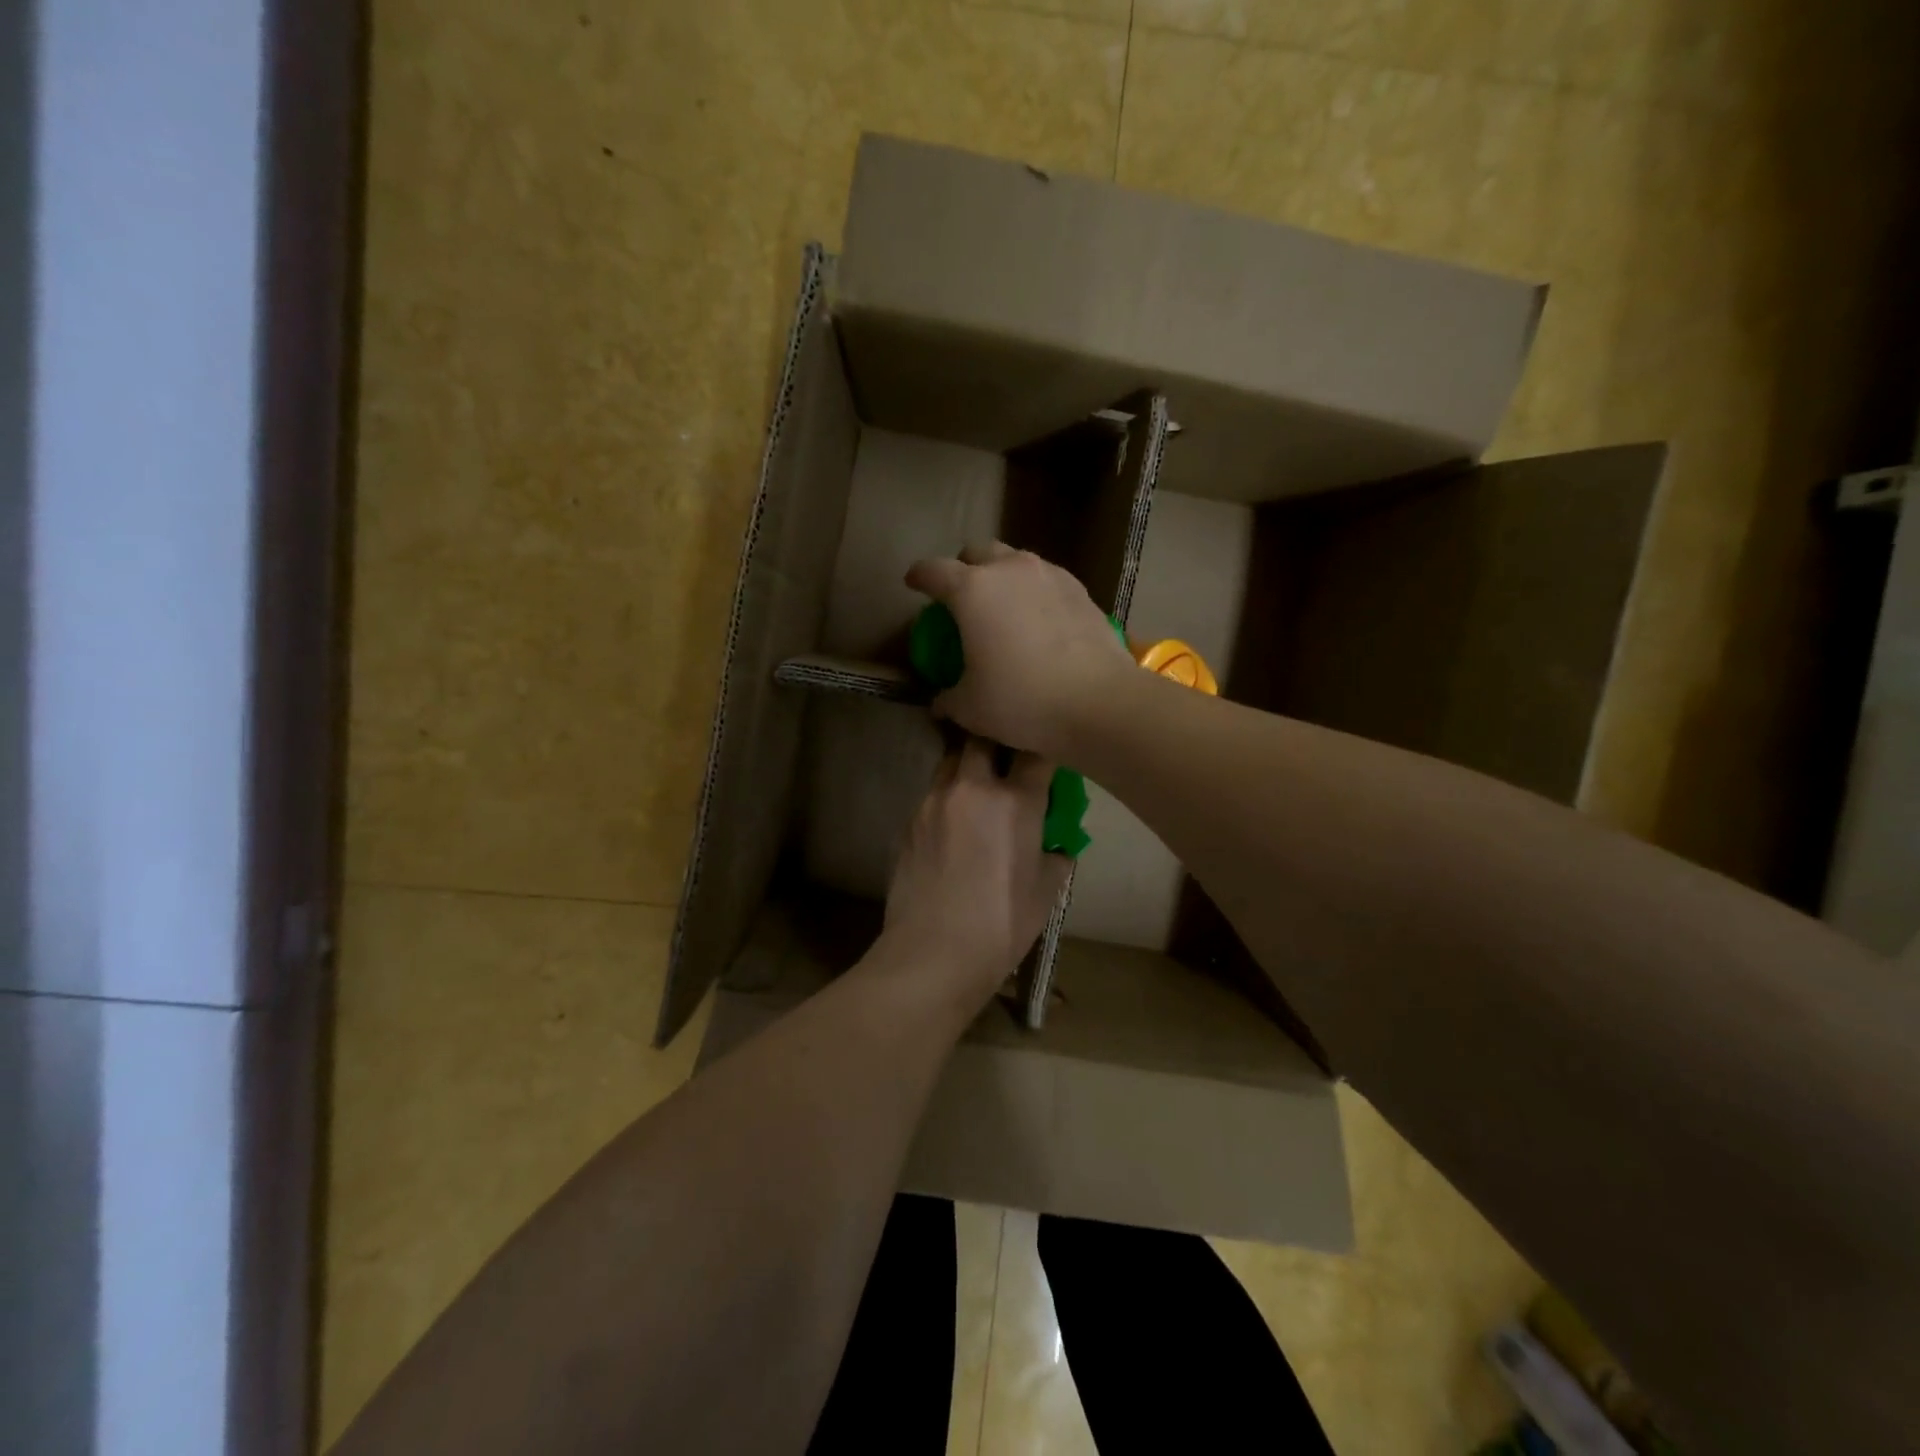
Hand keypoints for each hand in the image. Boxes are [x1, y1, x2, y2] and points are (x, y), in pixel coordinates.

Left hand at [879, 737, 1072, 1012]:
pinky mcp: (909, 821)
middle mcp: (971, 788)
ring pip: (950, 761)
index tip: (1046, 755)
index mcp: (1014, 801)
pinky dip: (947, 797)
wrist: (932, 953)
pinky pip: (932, 794)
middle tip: (1007, 760)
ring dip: (967, 765)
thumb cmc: (1001, 924)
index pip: (1035, 751)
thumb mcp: (1046, 891)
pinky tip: (953, 826)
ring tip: (978, 790)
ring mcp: (933, 801)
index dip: (1043, 747)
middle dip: (996, 739)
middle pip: (982, 737)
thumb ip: (1056, 855)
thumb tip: (1056, 845)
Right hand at [904, 543, 1135, 758]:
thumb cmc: (1022, 701)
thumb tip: (940, 702)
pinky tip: (1038, 619)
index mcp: (972, 590)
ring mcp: (1050, 575)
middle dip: (963, 567)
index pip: (933, 570)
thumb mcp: (971, 707)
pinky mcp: (1080, 590)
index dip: (919, 576)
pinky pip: (1047, 580)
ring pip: (1016, 561)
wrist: (1098, 702)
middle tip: (960, 594)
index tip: (913, 583)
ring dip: (1002, 575)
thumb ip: (949, 698)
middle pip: (978, 552)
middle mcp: (1010, 570)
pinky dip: (1034, 592)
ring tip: (1002, 604)